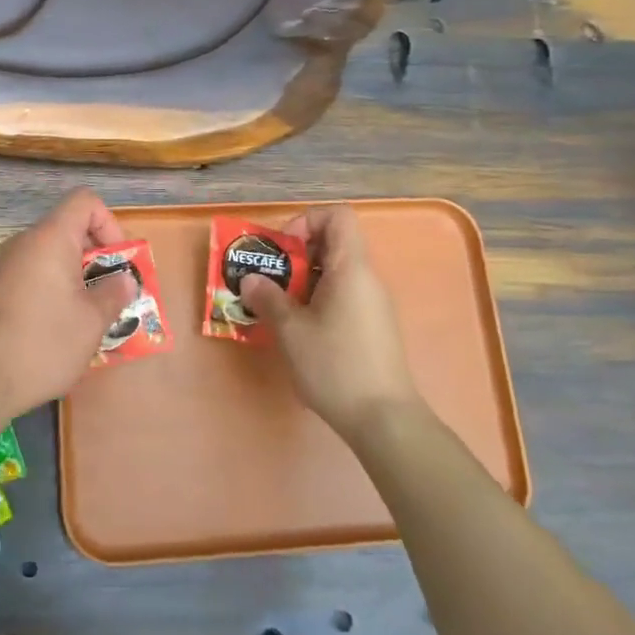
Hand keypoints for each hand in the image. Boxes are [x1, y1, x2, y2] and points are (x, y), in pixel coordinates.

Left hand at [0, 187, 136, 415]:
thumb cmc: (45, 342)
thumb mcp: (93, 320)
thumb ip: (114, 292)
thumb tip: (123, 280)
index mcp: (50, 238)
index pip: (84, 201)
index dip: (109, 223)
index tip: (117, 262)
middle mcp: (24, 242)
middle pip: (68, 228)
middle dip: (97, 256)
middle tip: (111, 293)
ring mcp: (5, 265)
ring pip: (51, 254)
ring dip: (76, 275)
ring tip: (90, 313)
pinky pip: (34, 273)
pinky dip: (54, 287)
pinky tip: (61, 324)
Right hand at [236, 206, 429, 440]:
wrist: (383, 418)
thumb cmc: (335, 365)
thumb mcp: (291, 331)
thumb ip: (269, 298)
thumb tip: (251, 279)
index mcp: (351, 268)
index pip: (337, 216)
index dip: (306, 221)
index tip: (283, 250)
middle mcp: (366, 278)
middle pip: (333, 242)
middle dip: (295, 255)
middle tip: (269, 280)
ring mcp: (372, 303)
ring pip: (335, 272)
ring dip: (302, 280)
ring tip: (277, 306)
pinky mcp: (372, 326)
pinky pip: (342, 295)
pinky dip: (317, 300)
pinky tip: (299, 330)